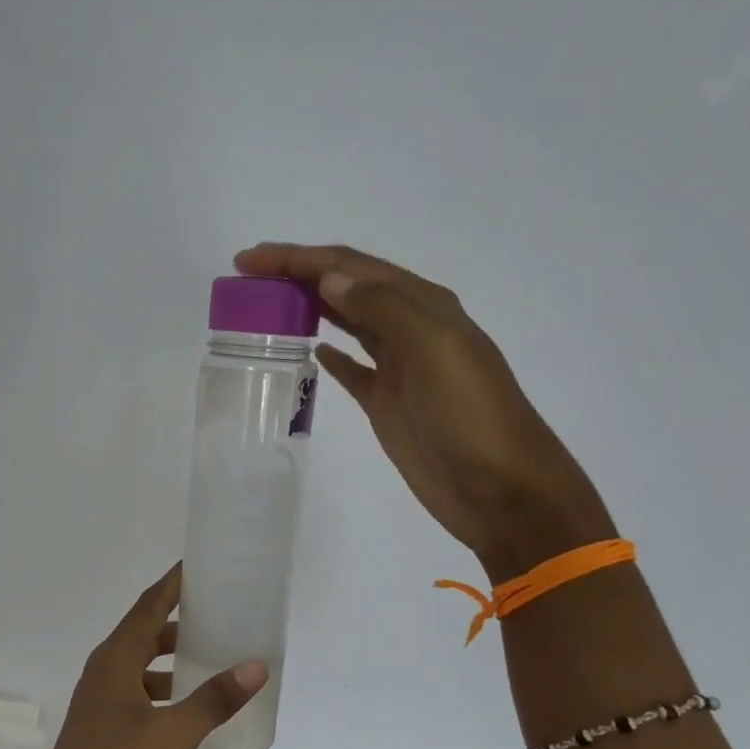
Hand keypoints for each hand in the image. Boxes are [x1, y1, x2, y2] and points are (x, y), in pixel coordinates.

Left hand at [8, 564, 266, 748]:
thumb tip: (256, 664)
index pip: (148, 605)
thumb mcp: (173, 734)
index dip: (174, 583)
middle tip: (220, 614)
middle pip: (144, 634)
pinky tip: (191, 713)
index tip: (202, 565)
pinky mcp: (104, 737)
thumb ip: (214, 699)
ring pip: (142, 670)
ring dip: (172, 662)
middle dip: (179, 622)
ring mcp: (101, 708)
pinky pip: (140, 700)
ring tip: (213, 660)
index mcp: (114, 661)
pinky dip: (166, 695)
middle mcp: (104, 675)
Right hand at [235, 243, 614, 578]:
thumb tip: (331, 278)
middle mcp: (410, 327)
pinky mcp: (388, 402)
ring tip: (266, 304)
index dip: (298, 258)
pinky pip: (353, 368)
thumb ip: (385, 309)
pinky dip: (330, 354)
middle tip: (247, 278)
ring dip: (309, 306)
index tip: (249, 260)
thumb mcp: (435, 351)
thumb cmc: (471, 418)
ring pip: (347, 321)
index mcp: (423, 305)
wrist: (502, 491)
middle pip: (345, 287)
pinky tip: (311, 350)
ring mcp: (398, 367)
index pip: (351, 266)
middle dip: (297, 275)